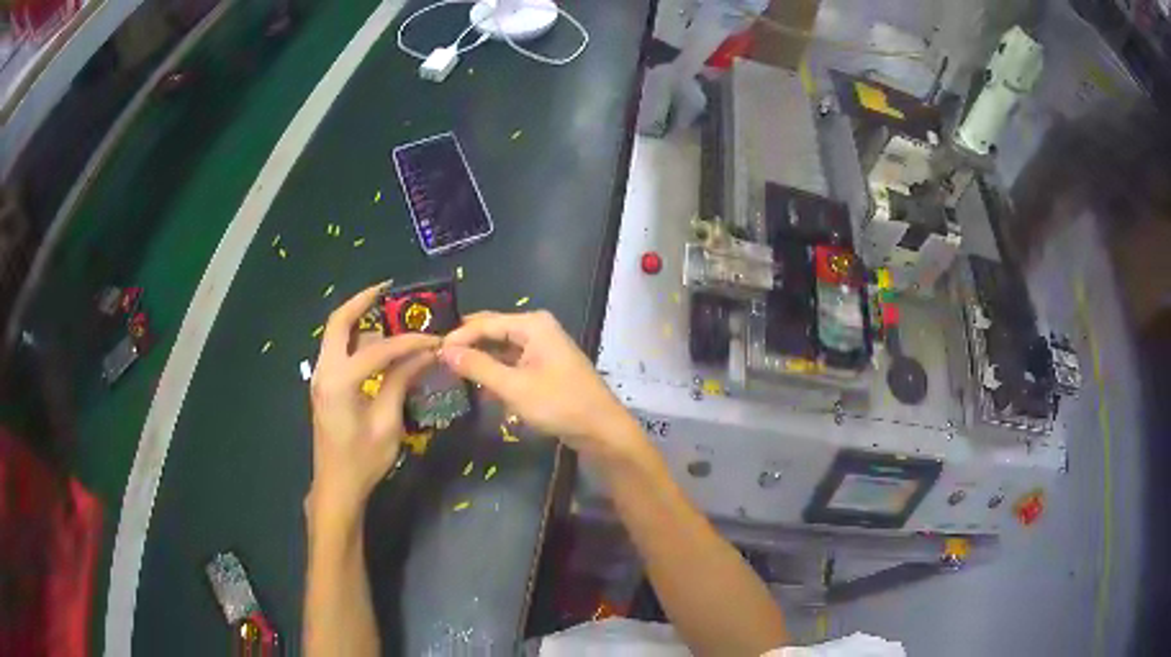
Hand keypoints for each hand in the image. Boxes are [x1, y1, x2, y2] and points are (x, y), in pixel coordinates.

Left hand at [308, 283, 438, 519]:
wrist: (336, 487)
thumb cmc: (363, 460)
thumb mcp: (387, 423)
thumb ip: (401, 382)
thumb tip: (425, 354)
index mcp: (339, 381)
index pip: (378, 349)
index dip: (409, 341)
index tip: (434, 339)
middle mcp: (324, 370)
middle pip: (339, 322)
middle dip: (362, 301)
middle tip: (388, 290)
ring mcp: (320, 377)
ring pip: (337, 335)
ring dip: (360, 322)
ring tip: (390, 318)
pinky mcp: (324, 386)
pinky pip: (338, 351)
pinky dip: (356, 340)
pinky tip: (377, 347)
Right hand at [439, 310, 644, 460]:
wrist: (601, 429)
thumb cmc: (559, 404)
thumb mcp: (514, 386)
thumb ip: (478, 367)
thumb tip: (445, 351)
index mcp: (532, 325)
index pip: (485, 323)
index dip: (458, 337)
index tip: (432, 352)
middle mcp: (537, 329)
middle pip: (493, 332)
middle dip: (468, 345)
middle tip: (438, 359)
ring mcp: (542, 348)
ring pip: (501, 349)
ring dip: (480, 360)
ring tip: (451, 372)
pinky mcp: (544, 367)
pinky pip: (512, 363)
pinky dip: (496, 372)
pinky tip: (478, 385)